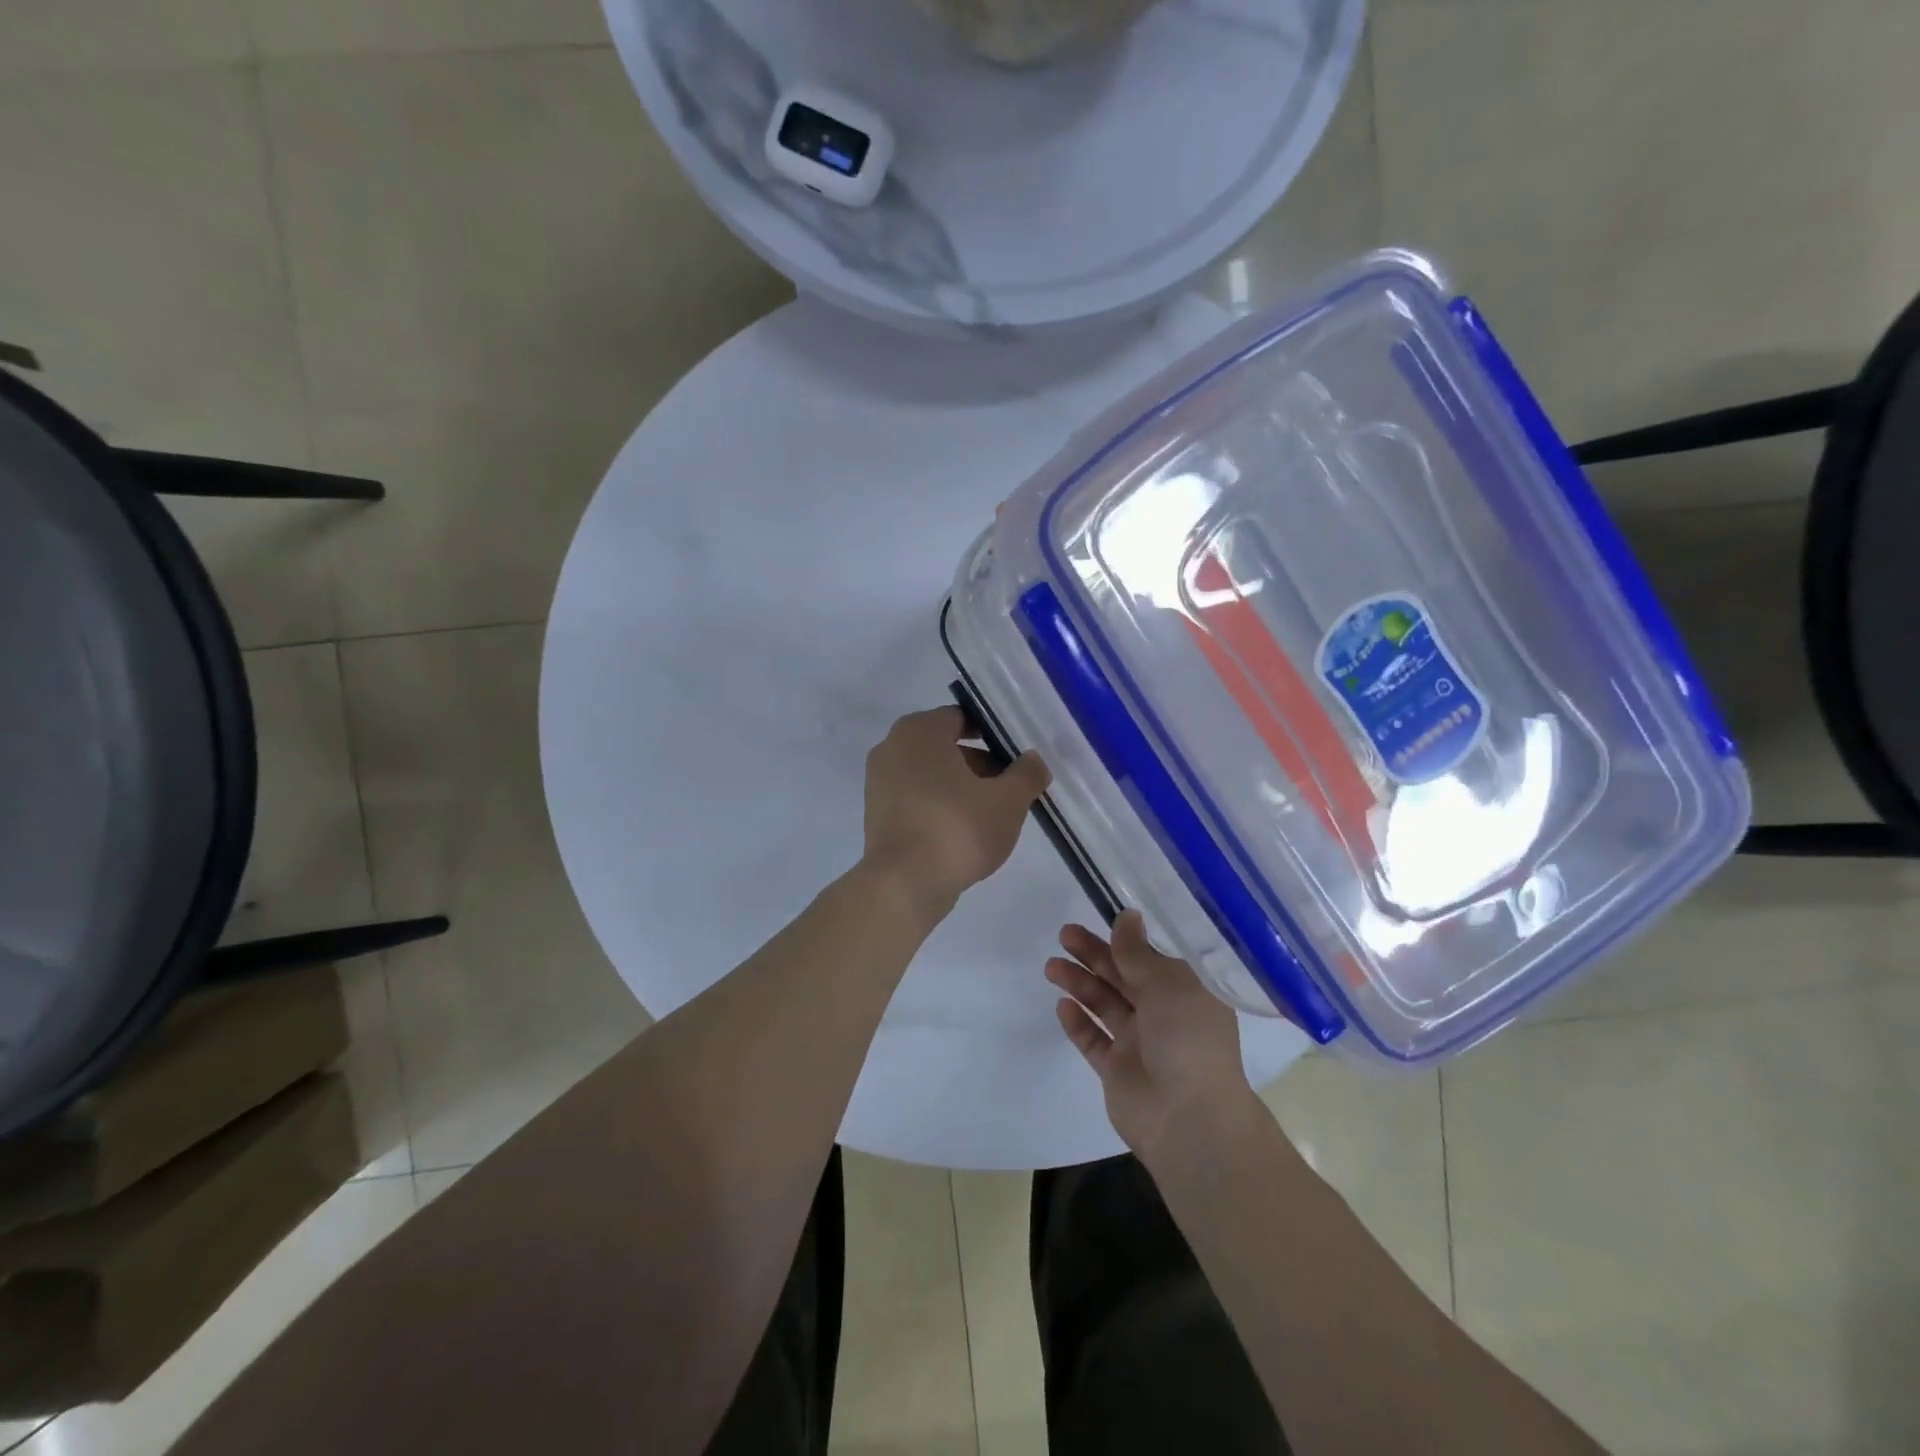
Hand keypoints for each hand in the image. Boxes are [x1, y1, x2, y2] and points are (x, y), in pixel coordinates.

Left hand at [862, 706, 1049, 916]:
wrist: (904, 883)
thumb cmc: (957, 828)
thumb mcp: (1008, 800)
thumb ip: (1027, 774)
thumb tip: (1034, 761)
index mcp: (919, 730)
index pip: (961, 718)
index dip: (992, 734)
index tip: (1016, 755)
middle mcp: (892, 747)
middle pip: (945, 746)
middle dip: (980, 763)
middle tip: (1010, 786)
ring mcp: (879, 782)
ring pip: (930, 774)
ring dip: (961, 786)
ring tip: (993, 812)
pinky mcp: (877, 814)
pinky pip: (916, 798)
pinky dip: (940, 805)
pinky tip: (965, 831)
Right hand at [1047, 911, 1255, 1162]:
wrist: (1189, 1119)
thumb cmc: (1187, 1039)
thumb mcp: (1167, 985)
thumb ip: (1138, 952)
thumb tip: (1127, 915)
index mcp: (1186, 991)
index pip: (1153, 957)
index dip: (1126, 938)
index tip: (1100, 917)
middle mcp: (1164, 1014)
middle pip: (1123, 976)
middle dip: (1094, 955)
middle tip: (1065, 934)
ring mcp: (1139, 1043)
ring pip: (1104, 1004)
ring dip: (1080, 983)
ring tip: (1052, 966)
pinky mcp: (1117, 1070)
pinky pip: (1093, 1040)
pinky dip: (1078, 1022)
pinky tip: (1062, 1005)